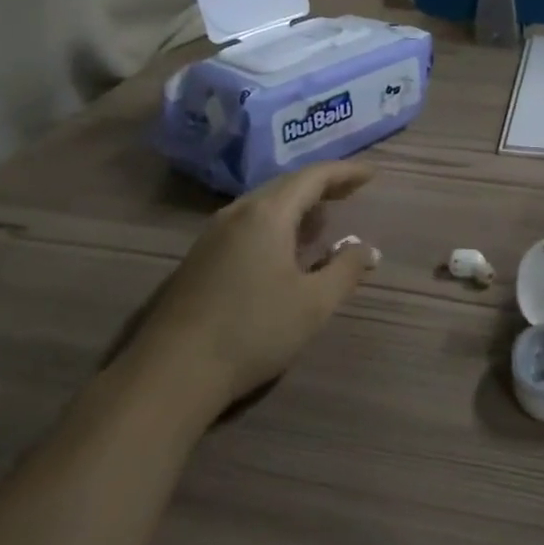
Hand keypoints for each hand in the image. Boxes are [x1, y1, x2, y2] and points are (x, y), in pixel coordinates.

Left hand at [123, 163, 380, 411]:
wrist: (173, 372)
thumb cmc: (253, 331)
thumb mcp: (313, 304)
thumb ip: (346, 270)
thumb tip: (367, 248)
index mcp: (267, 214)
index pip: (312, 177)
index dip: (344, 172)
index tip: (370, 174)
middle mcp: (238, 213)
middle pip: (286, 185)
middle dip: (321, 185)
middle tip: (350, 191)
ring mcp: (213, 235)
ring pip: (263, 205)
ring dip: (297, 205)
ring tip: (323, 218)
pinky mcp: (200, 258)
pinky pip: (247, 224)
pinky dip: (276, 224)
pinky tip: (284, 248)